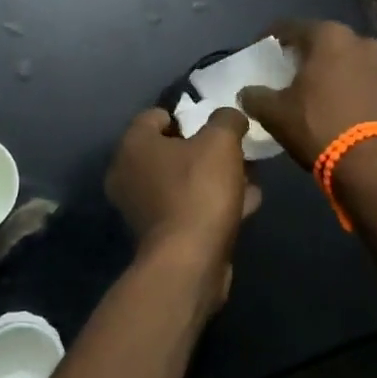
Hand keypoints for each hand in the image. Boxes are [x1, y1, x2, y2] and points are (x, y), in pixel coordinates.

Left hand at [103, 106, 260, 308]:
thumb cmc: (198, 190)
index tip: (215, 124)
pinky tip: (246, 205)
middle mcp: (127, 173)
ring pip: (182, 181)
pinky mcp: (158, 235)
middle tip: (235, 151)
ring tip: (249, 178)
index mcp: (132, 144)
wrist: (188, 262)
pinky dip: (211, 204)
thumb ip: (226, 120)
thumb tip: (230, 116)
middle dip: (205, 149)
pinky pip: (187, 208)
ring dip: (214, 178)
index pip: (155, 116)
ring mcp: (140, 207)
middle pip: (170, 150)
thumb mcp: (221, 142)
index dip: (187, 115)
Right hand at [237, 19, 376, 169]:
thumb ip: (255, 97)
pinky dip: (346, 86)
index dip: (269, 39)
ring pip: (345, 60)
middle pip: (321, 41)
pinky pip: (362, 79)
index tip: (258, 53)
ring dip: (327, 70)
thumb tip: (247, 93)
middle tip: (284, 72)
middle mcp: (360, 40)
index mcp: (328, 36)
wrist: (375, 166)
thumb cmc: (319, 126)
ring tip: (310, 91)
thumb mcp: (275, 113)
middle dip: (302, 54)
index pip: (289, 27)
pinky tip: (334, 105)